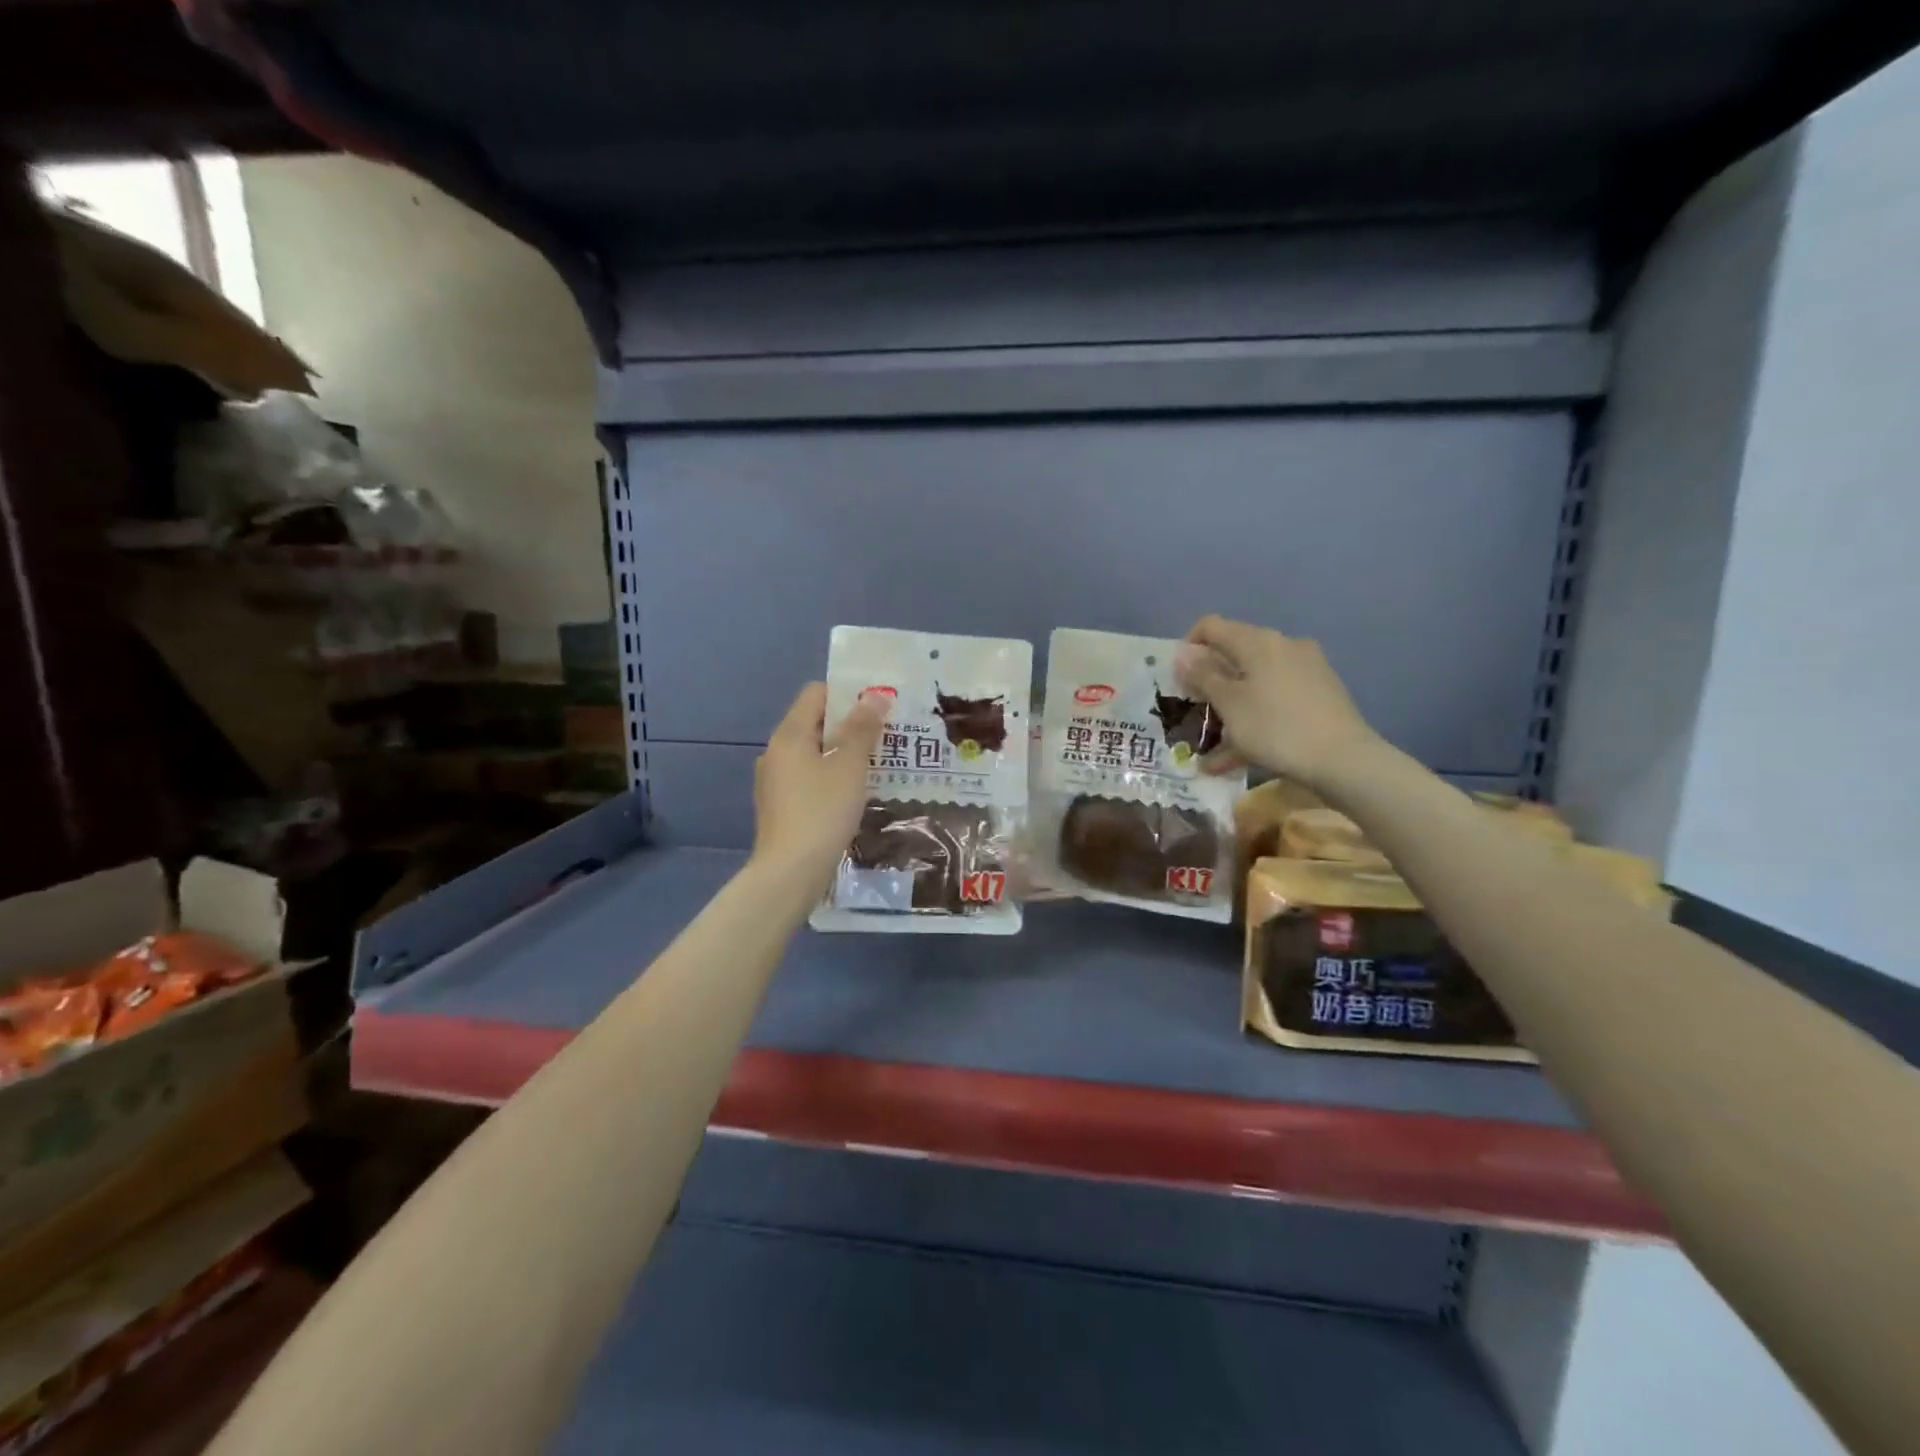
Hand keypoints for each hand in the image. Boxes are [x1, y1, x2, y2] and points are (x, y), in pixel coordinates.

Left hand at [751, 683, 888, 887]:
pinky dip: (831, 778)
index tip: (878, 708)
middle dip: (850, 726)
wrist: (790, 872)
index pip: (816, 693)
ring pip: (814, 754)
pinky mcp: (780, 807)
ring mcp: (775, 781)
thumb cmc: (822, 811)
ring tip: (877, 765)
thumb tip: (874, 695)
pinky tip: (854, 795)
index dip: (847, 694)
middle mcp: (776, 752)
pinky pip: (809, 779)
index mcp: (789, 734)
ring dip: (843, 754)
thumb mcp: (850, 766)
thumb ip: (862, 728)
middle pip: (815, 723)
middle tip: (887, 736)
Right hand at [1174, 616, 1379, 787]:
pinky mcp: (1319, 695)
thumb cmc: (1276, 727)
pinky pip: (1275, 701)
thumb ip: (1203, 676)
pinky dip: (1254, 720)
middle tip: (1192, 712)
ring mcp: (1306, 670)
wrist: (1344, 760)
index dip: (1188, 648)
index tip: (1177, 680)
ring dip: (1229, 709)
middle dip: (1209, 683)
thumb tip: (1184, 654)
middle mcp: (1283, 647)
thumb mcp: (1229, 704)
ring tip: (1211, 745)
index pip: (1211, 626)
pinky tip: (1237, 756)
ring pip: (1254, 683)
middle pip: (1234, 655)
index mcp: (1258, 642)